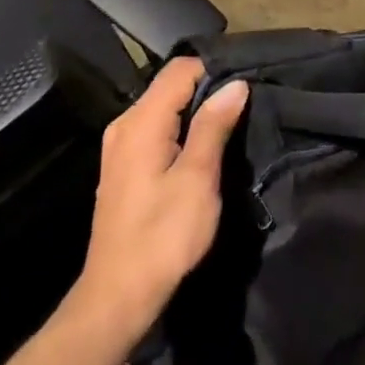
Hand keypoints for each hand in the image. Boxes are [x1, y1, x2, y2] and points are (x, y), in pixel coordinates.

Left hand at [77, 58, 246, 328]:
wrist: (119, 294)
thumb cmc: (163, 236)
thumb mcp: (197, 179)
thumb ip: (213, 126)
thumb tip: (235, 84)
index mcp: (141, 122)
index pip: (180, 69)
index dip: (214, 71)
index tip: (245, 87)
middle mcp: (124, 125)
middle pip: (169, 85)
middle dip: (207, 90)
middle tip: (244, 107)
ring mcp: (120, 147)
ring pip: (163, 108)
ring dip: (196, 112)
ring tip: (230, 127)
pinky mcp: (124, 167)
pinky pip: (156, 129)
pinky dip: (180, 131)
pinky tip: (202, 151)